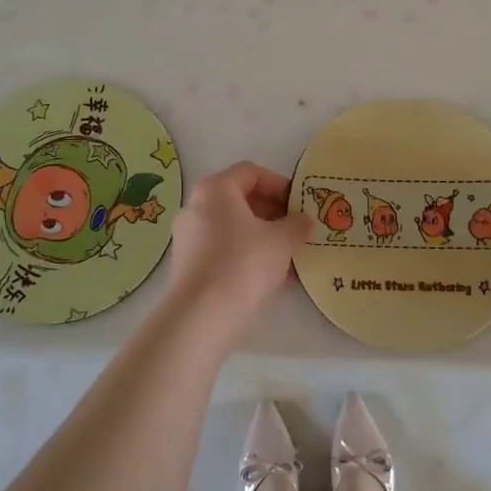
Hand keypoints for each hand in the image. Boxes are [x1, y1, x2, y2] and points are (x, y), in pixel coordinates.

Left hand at [163, 162, 310, 347]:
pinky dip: (245, 254)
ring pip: (232, 226)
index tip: (299, 204)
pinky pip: (222, 249)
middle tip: (296, 230)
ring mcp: (188, 236)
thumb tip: (304, 221)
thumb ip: (297, 225)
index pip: (251, 172)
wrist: (201, 317)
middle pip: (240, 199)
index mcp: (215, 189)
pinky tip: (267, 276)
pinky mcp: (187, 264)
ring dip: (261, 236)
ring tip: (287, 256)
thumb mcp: (282, 241)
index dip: (280, 184)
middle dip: (272, 212)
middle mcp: (196, 206)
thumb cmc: (244, 264)